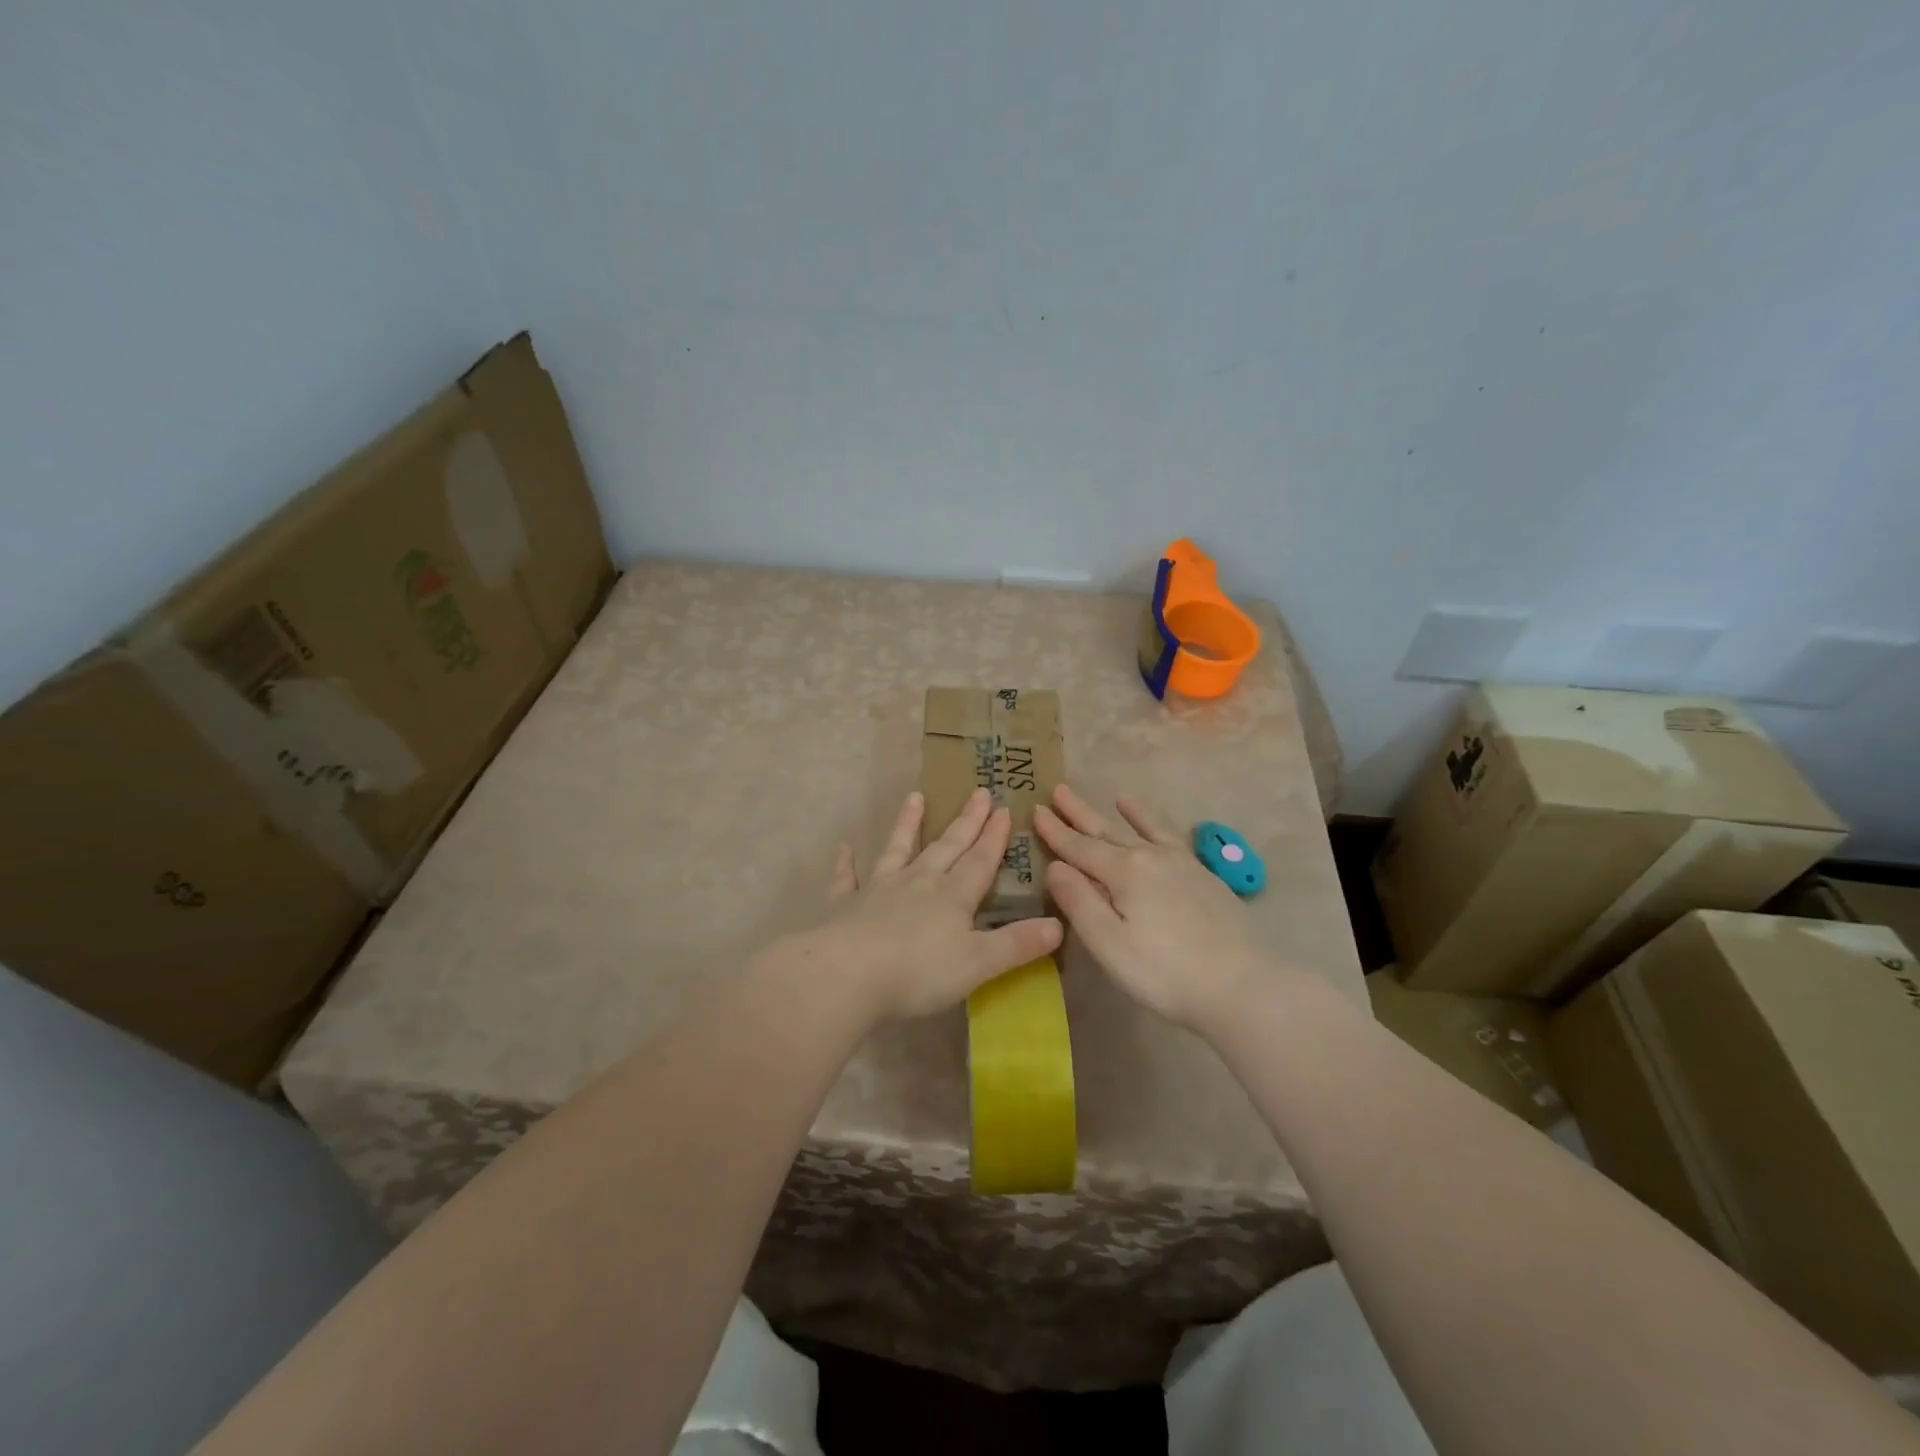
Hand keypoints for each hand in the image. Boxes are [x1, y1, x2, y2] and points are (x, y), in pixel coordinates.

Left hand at [779, 787, 1063, 1028]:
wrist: (847, 975)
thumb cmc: (918, 972)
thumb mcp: (978, 963)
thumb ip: (1016, 944)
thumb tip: (1058, 925)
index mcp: (952, 896)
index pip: (980, 860)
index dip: (994, 837)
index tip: (1005, 808)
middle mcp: (918, 883)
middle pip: (946, 847)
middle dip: (965, 822)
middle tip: (978, 792)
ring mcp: (878, 890)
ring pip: (897, 850)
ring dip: (907, 825)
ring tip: (914, 797)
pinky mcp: (845, 905)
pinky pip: (846, 879)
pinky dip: (845, 864)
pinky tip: (844, 849)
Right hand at [1035, 785, 1279, 1030]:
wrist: (1243, 984)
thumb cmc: (1165, 972)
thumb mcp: (1109, 944)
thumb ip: (1079, 902)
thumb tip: (1055, 866)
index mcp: (1123, 872)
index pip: (1079, 848)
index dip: (1056, 832)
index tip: (1035, 810)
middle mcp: (1150, 857)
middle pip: (1106, 831)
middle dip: (1079, 813)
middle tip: (1058, 790)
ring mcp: (1181, 864)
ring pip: (1141, 830)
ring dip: (1120, 814)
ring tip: (1111, 796)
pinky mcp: (1203, 876)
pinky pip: (1172, 838)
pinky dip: (1157, 827)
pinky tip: (1156, 827)